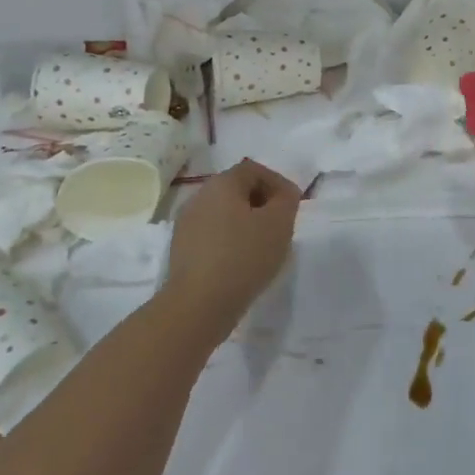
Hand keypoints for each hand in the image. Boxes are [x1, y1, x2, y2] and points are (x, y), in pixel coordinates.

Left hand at [163, 160, 301, 322]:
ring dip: (246, 223)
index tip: (293, 206)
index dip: (277, 182)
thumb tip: (283, 194)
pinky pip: (213, 235)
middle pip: (237, 189)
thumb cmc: (244, 256)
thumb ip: (287, 200)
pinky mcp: (181, 250)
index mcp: (221, 184)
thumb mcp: (279, 223)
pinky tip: (242, 263)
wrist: (198, 304)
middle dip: (262, 203)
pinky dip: (231, 241)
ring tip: (264, 247)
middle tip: (281, 225)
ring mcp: (186, 224)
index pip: (254, 169)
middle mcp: (199, 197)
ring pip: (224, 213)